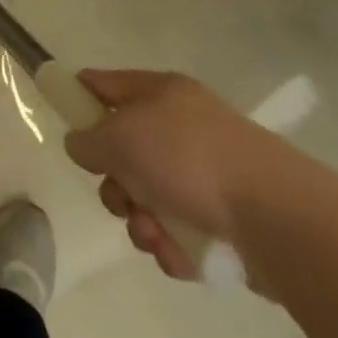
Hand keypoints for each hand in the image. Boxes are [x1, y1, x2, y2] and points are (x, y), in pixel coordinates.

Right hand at [64, 69, 280, 280]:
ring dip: (141, 221)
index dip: (79, 96)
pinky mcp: (225, 218)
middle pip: (125, 151)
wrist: (276, 216)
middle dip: (115, 183)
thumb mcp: (121, 137)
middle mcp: (182, 125)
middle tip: (120, 198)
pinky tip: (179, 253)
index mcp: (160, 92)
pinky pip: (178, 229)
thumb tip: (81, 143)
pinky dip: (172, 244)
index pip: (105, 83)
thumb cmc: (188, 158)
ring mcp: (206, 172)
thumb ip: (89, 138)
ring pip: (149, 197)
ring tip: (154, 234)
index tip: (61, 119)